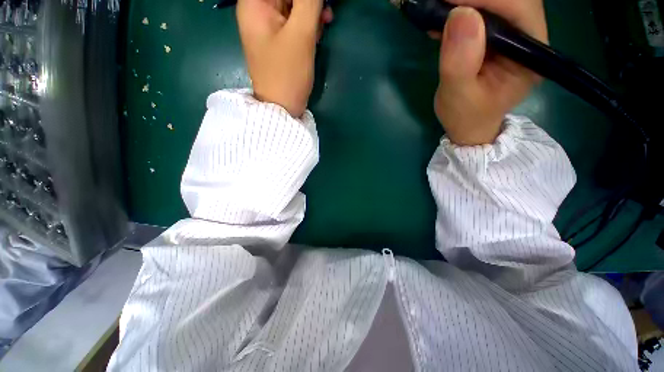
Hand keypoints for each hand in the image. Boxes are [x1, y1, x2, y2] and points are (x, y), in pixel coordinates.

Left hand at [237, 0, 332, 117]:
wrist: (282, 108)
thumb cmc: (287, 73)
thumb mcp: (300, 34)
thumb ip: (309, 2)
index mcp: (254, 3)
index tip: (318, 4)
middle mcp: (258, 10)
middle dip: (309, 3)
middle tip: (326, 13)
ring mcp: (268, 27)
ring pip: (293, 7)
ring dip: (311, 13)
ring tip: (324, 25)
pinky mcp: (278, 40)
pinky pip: (294, 23)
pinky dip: (307, 25)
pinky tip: (316, 35)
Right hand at [432, 0, 547, 145]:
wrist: (468, 125)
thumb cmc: (466, 117)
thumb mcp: (458, 96)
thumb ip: (460, 62)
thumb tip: (460, 15)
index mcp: (530, 54)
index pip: (518, 8)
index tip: (450, 2)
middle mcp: (529, 37)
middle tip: (442, 5)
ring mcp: (514, 35)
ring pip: (498, 2)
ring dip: (467, 3)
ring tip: (440, 12)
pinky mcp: (498, 35)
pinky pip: (485, 11)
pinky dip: (463, 10)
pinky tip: (444, 20)